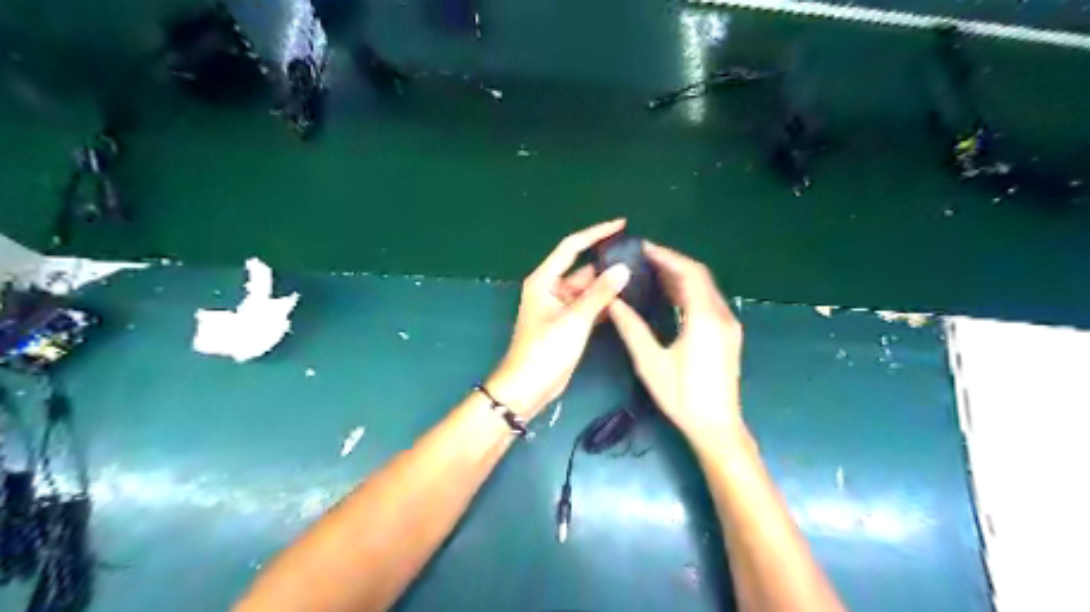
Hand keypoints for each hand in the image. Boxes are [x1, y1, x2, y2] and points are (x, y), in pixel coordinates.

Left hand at [485, 220, 630, 420]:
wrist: (529, 386)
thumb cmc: (544, 350)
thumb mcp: (574, 320)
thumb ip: (600, 293)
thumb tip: (623, 269)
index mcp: (545, 280)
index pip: (572, 247)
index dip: (596, 233)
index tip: (622, 224)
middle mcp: (552, 288)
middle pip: (583, 269)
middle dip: (607, 264)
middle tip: (638, 256)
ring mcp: (560, 307)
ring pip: (588, 289)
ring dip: (608, 285)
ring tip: (639, 276)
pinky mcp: (568, 323)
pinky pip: (589, 306)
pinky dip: (605, 303)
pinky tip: (627, 301)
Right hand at [611, 241, 744, 449]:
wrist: (717, 426)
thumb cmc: (682, 397)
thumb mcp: (651, 363)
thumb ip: (632, 328)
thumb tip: (613, 302)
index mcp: (705, 318)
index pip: (688, 273)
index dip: (666, 256)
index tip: (643, 248)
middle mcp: (722, 315)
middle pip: (700, 276)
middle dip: (672, 263)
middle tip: (643, 258)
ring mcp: (729, 325)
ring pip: (706, 288)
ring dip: (681, 277)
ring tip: (651, 272)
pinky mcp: (728, 335)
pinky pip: (708, 302)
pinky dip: (689, 292)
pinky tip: (669, 296)